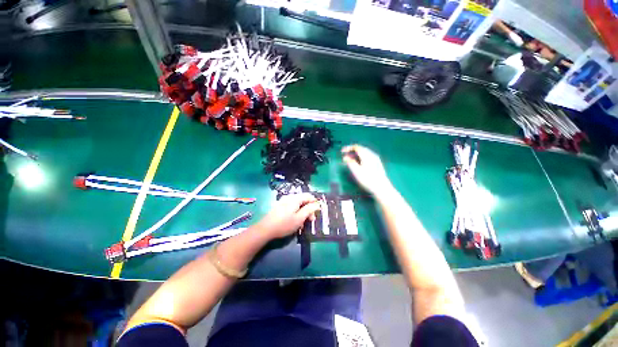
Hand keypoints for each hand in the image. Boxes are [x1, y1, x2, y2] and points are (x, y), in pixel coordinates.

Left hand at [256, 193, 320, 238]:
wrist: (265, 229)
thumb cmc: (284, 224)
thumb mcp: (299, 218)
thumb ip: (309, 210)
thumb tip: (317, 204)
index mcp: (295, 198)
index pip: (309, 196)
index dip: (314, 203)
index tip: (316, 214)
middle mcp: (289, 197)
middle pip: (303, 199)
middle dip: (308, 209)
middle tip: (310, 220)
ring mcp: (283, 201)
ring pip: (297, 204)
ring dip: (302, 212)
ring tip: (302, 223)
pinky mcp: (279, 206)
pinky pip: (291, 206)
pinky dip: (295, 212)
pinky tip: (294, 221)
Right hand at [342, 145, 392, 195]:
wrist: (382, 188)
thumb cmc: (367, 179)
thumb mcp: (356, 171)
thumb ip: (350, 163)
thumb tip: (346, 157)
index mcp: (366, 155)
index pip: (356, 147)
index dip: (348, 148)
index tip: (342, 152)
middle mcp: (372, 155)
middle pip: (361, 149)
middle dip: (352, 151)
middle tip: (345, 156)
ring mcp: (376, 159)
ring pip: (364, 153)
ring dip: (356, 155)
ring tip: (351, 160)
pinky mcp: (377, 164)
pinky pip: (367, 156)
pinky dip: (361, 157)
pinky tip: (359, 163)